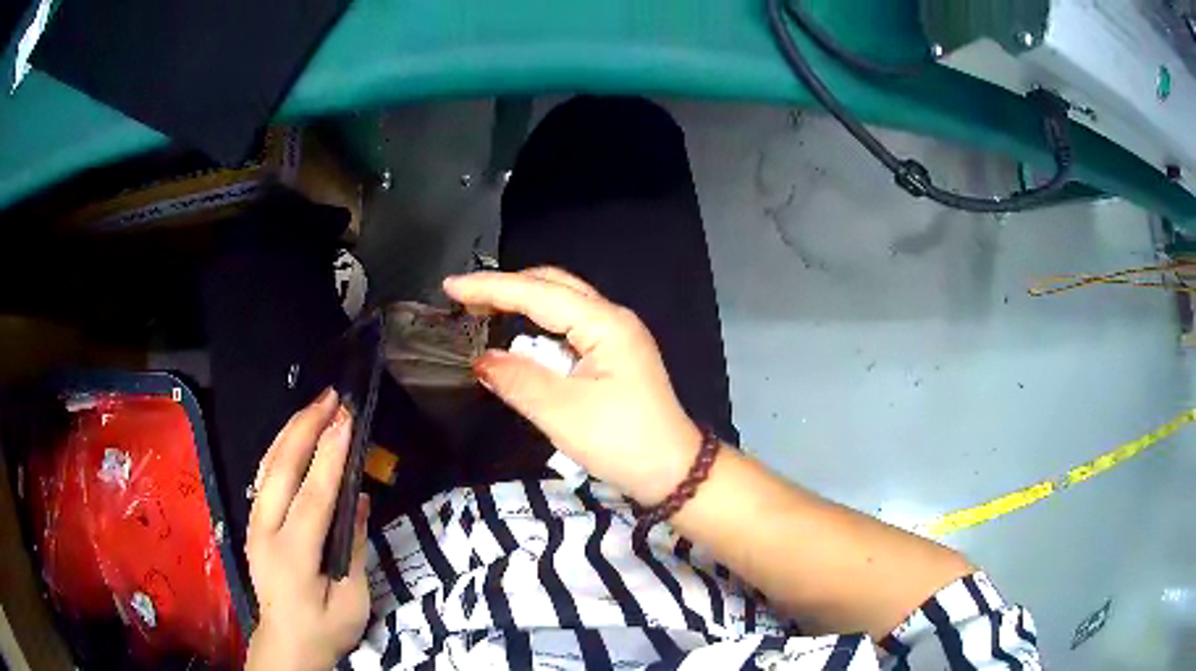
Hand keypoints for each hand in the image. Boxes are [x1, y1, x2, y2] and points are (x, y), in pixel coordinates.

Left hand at [245, 389, 369, 670]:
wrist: (285, 643)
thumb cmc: (325, 629)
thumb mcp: (352, 600)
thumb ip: (353, 547)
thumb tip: (358, 499)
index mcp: (292, 555)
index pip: (312, 496)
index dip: (330, 455)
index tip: (347, 419)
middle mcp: (266, 531)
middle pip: (281, 468)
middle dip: (306, 427)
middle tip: (332, 397)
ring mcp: (255, 523)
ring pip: (267, 465)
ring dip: (291, 431)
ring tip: (316, 406)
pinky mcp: (254, 522)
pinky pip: (265, 476)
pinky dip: (281, 448)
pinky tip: (295, 435)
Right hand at [444, 268, 700, 505]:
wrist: (673, 472)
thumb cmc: (623, 442)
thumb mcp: (563, 414)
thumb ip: (518, 381)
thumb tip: (481, 360)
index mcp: (605, 324)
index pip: (538, 293)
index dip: (490, 288)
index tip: (450, 287)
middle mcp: (612, 319)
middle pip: (553, 286)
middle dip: (507, 287)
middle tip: (463, 297)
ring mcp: (617, 335)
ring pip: (562, 303)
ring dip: (522, 302)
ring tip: (482, 309)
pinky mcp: (614, 355)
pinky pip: (569, 326)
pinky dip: (538, 324)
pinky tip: (518, 333)